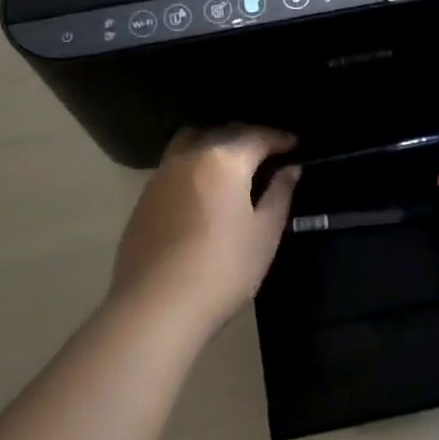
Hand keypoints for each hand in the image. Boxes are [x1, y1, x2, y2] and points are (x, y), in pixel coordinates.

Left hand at [106, 125, 300, 334]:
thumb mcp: (264, 233)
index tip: (296, 144)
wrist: (156, 307)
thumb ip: (279, 194)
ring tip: (233, 166)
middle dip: (247, 137)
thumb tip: (290, 169)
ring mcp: (160, 177)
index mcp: (222, 159)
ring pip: (191, 143)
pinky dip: (194, 166)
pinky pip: (174, 167)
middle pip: (221, 133)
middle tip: (267, 153)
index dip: (279, 138)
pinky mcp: (143, 200)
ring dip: (215, 145)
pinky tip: (204, 191)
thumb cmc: (223, 268)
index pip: (257, 136)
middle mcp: (188, 157)